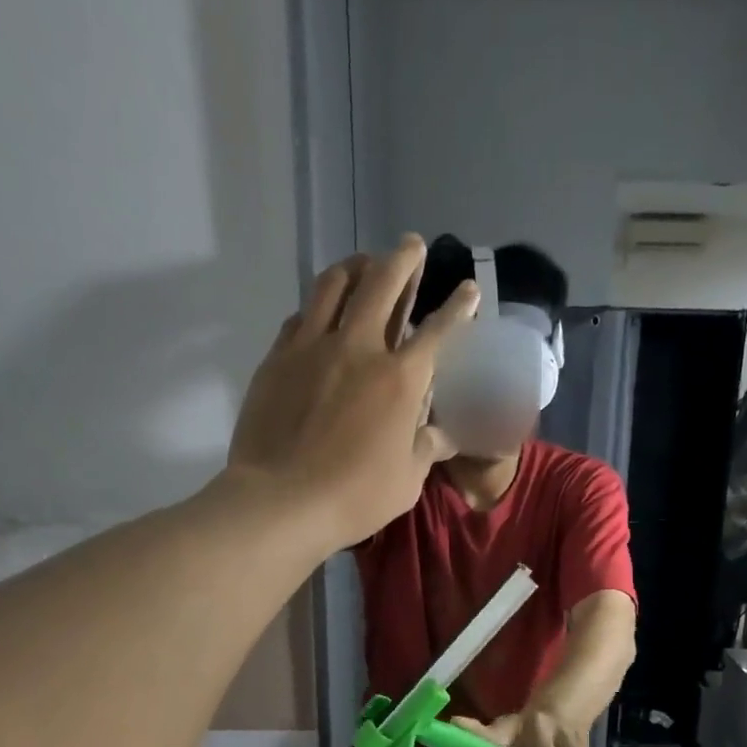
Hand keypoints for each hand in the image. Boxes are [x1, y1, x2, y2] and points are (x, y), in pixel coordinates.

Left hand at [227, 236, 474, 549]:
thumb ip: (426, 448)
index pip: (437, 331)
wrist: (282, 500)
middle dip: (403, 260)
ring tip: (363, 262)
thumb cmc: (355, 496)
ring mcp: (313, 347)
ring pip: (335, 285)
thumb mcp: (407, 481)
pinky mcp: (278, 358)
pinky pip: (301, 316)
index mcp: (401, 380)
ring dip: (355, 266)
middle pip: (384, 284)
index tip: (468, 289)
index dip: (458, 307)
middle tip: (412, 245)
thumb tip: (442, 435)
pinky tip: (319, 312)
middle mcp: (359, 348)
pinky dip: (317, 306)